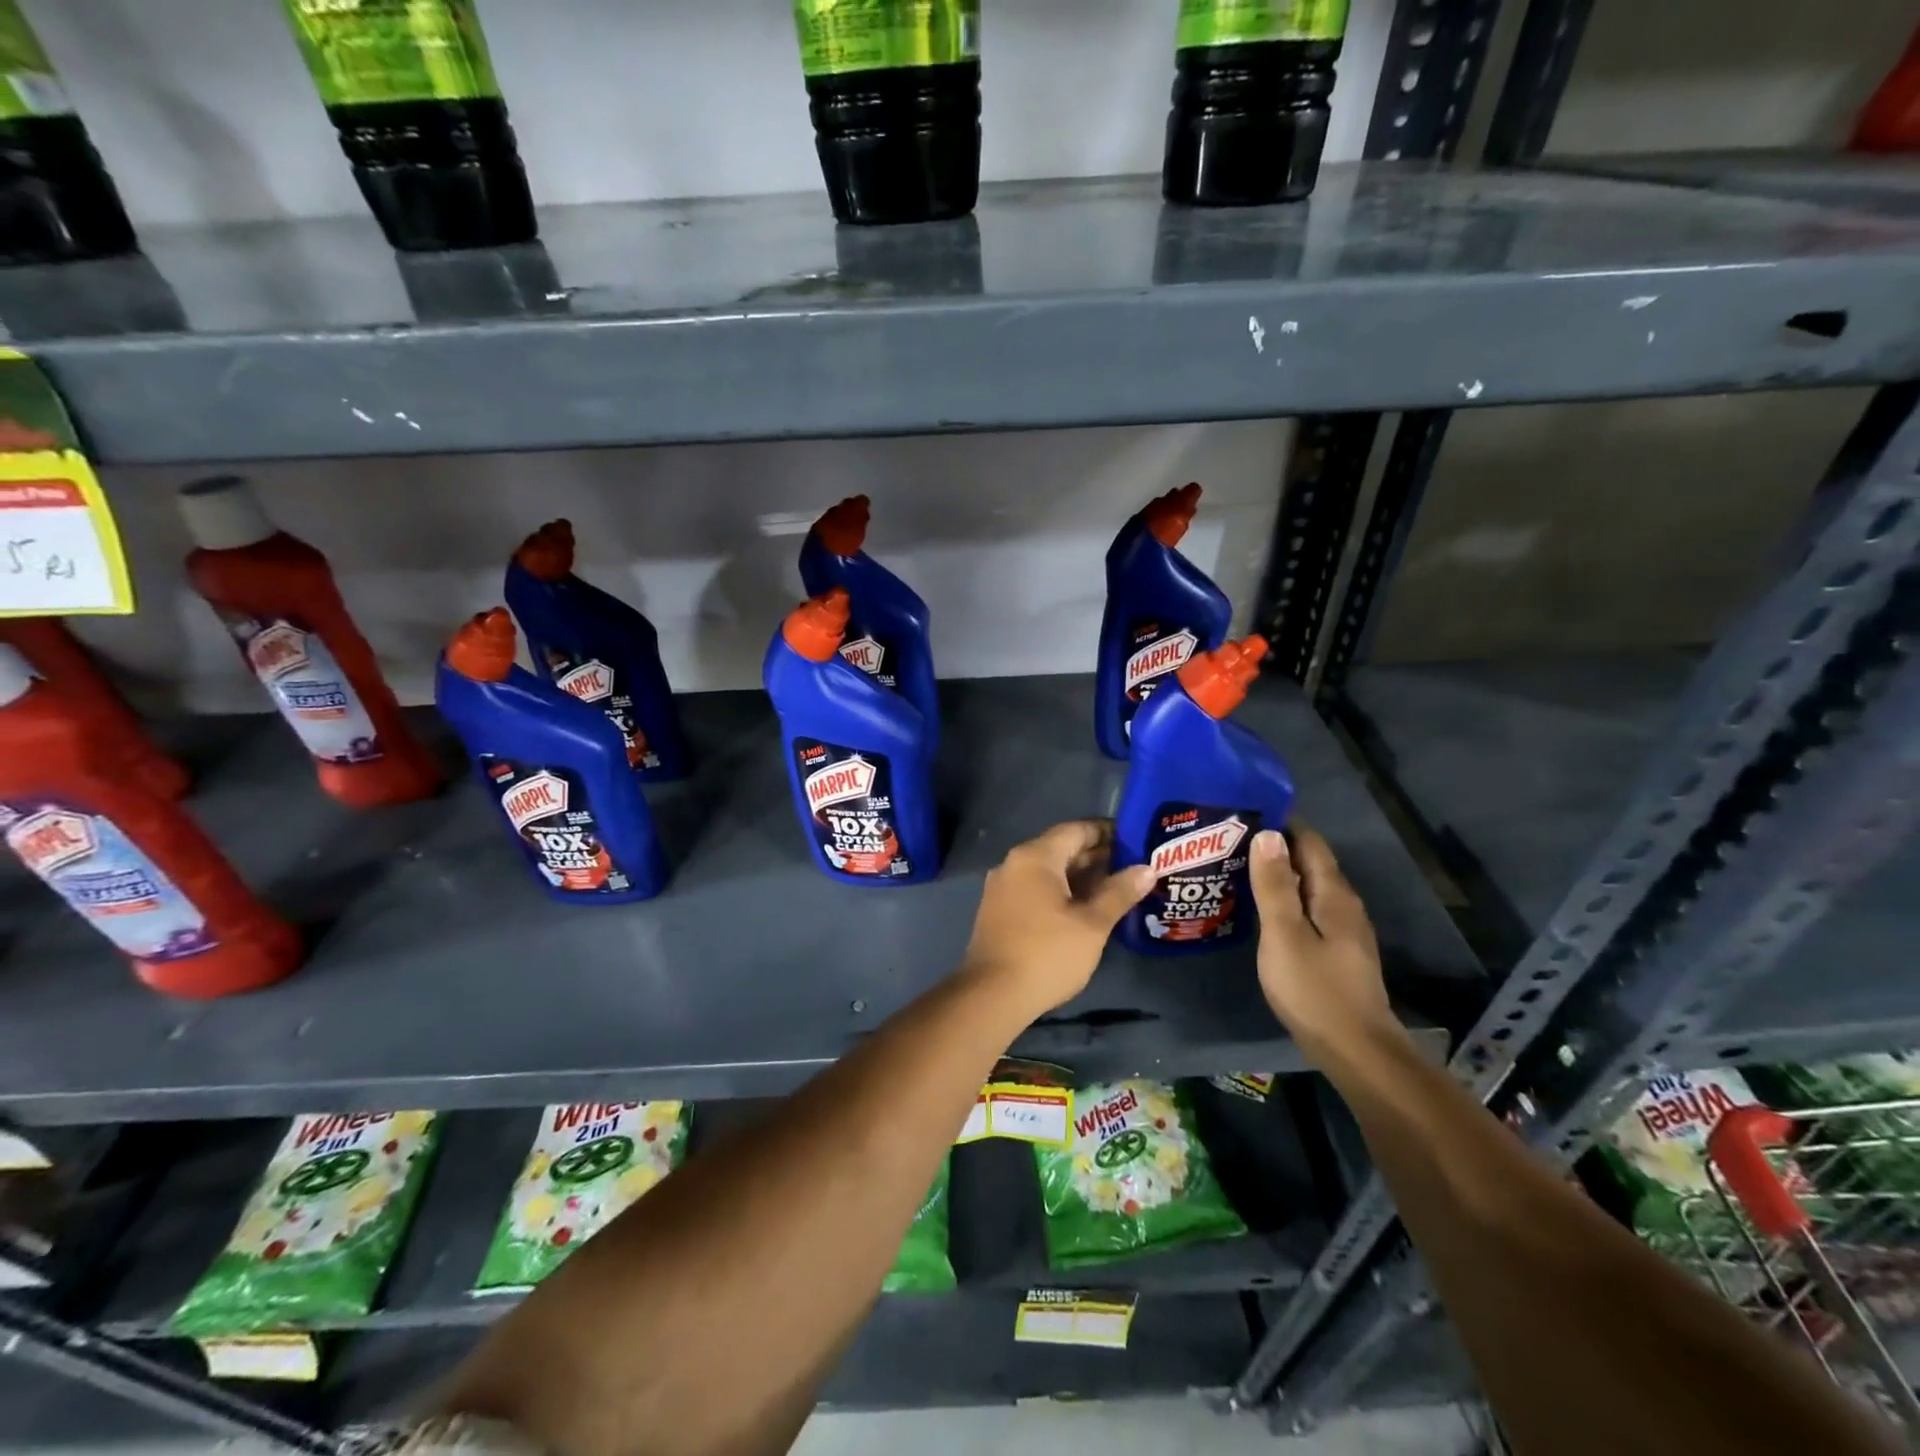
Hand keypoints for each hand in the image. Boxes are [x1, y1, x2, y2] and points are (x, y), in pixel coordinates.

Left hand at [960, 820, 1156, 1017]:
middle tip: (1133, 867)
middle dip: (1096, 856)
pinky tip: (1084, 909)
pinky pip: (1035, 889)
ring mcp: (1002, 887)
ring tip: (1116, 888)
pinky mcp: (998, 910)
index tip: (1136, 840)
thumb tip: (1147, 869)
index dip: (1107, 832)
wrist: (992, 995)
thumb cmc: (1047, 953)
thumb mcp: (1092, 924)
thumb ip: (1119, 893)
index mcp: (1035, 857)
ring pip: (1048, 872)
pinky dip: (1061, 892)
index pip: (1076, 830)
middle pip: (1061, 849)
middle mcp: (1014, 863)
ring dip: (1080, 877)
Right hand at [1249, 824, 1404, 1066]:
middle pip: (1310, 863)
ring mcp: (1344, 929)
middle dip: (1274, 849)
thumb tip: (1267, 834)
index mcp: (1333, 895)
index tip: (1242, 818)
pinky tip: (1261, 911)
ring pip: (1308, 888)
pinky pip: (1308, 910)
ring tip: (1238, 871)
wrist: (1356, 1050)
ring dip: (1278, 876)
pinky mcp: (1337, 951)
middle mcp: (1344, 904)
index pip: (1309, 842)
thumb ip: (1274, 886)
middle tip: (1229, 844)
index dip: (1279, 825)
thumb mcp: (1284, 935)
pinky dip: (1285, 901)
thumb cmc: (1314, 990)